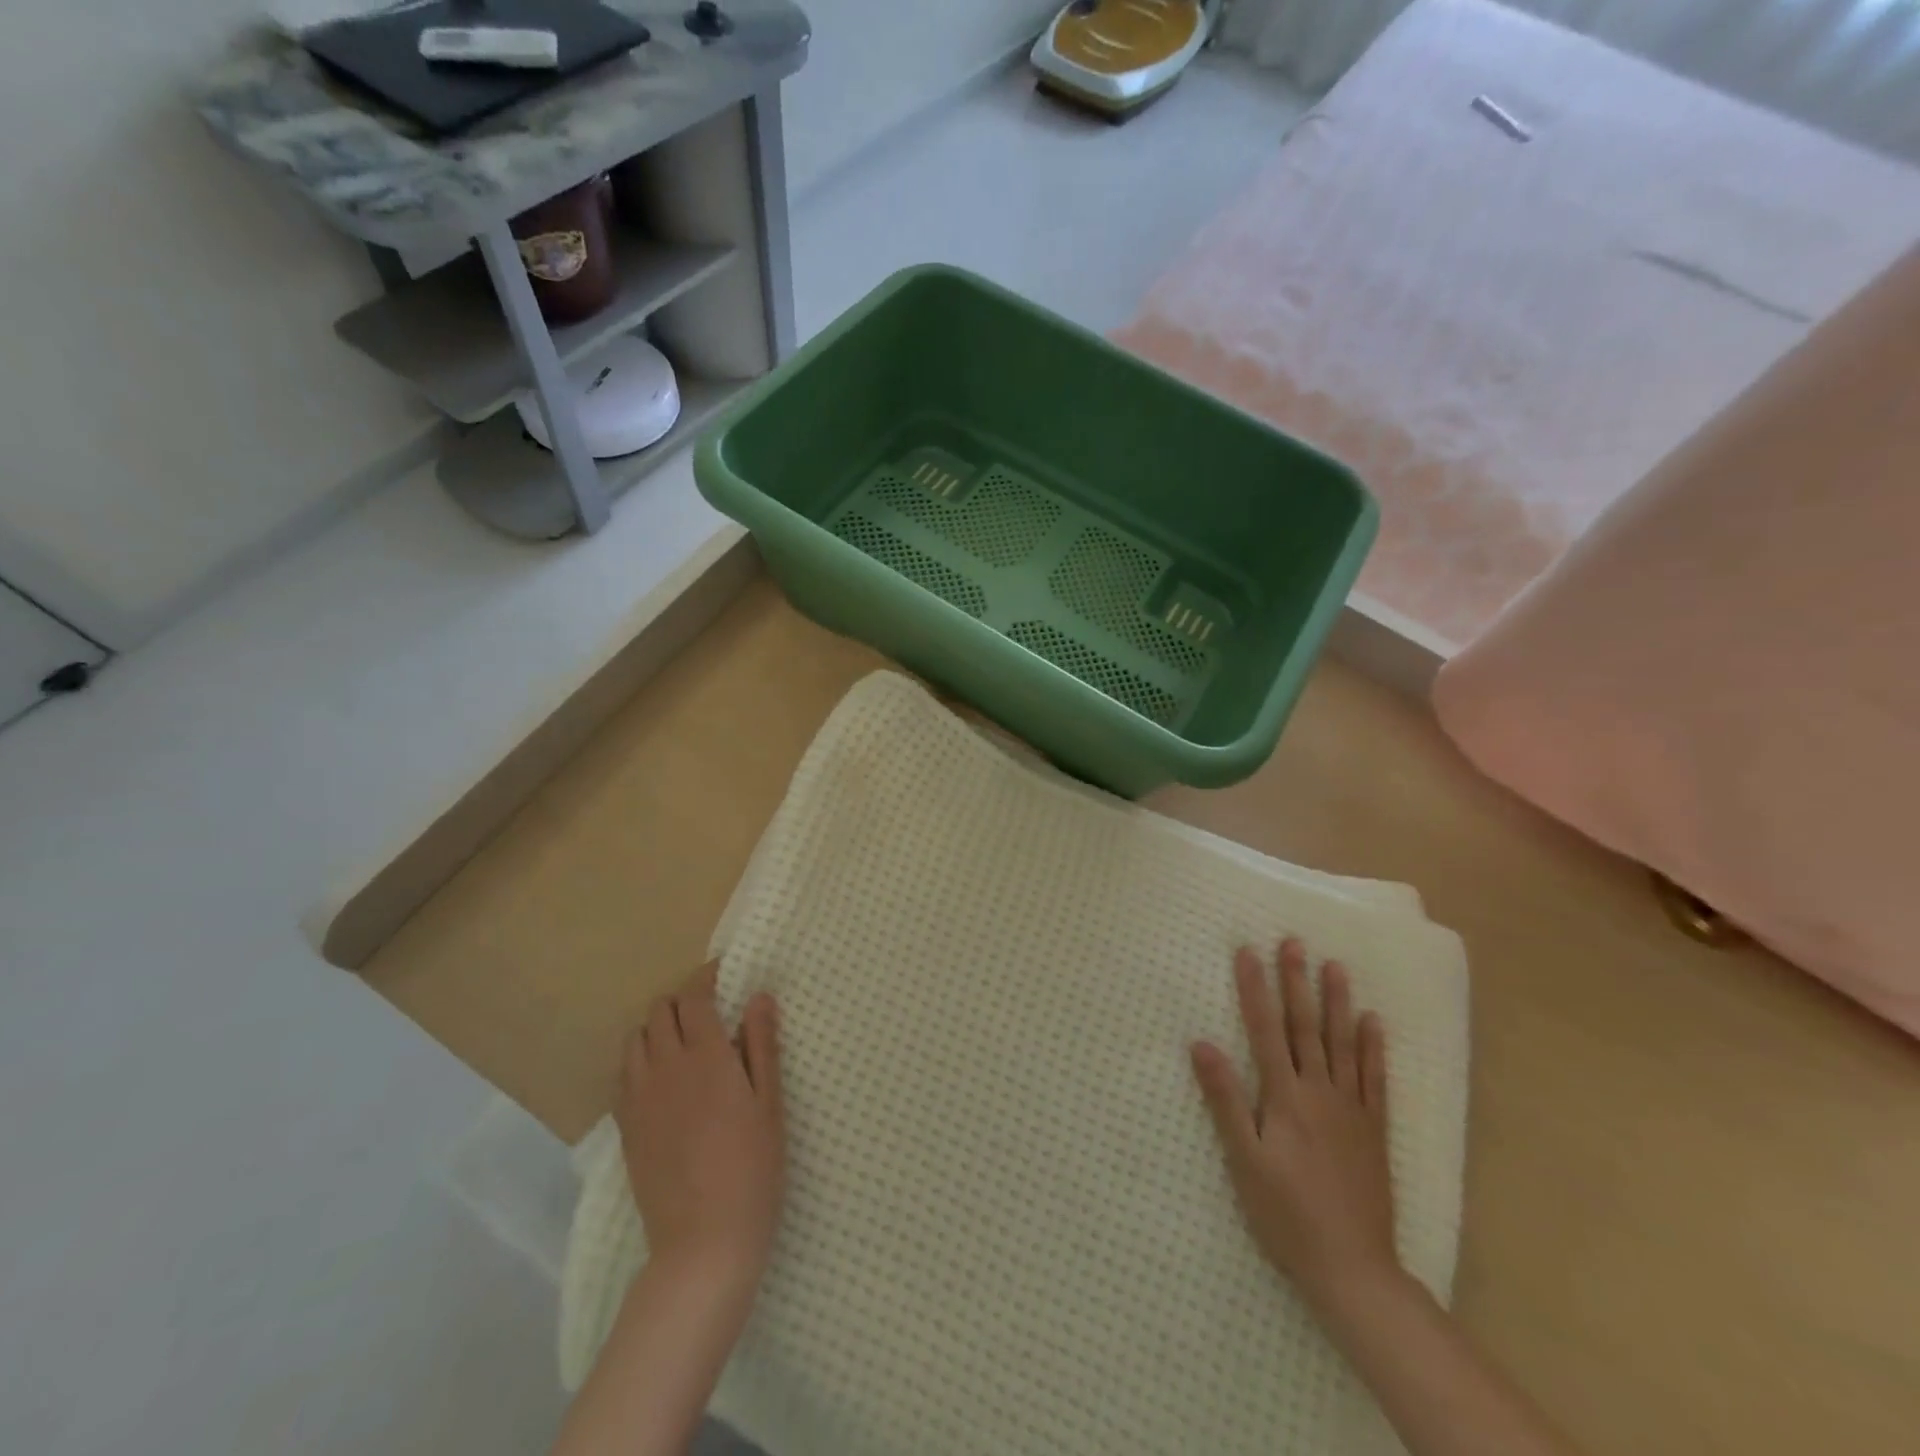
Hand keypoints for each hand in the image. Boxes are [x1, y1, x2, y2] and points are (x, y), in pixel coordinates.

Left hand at [614, 962, 785, 1285]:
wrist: (704, 1241)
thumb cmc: (753, 1168)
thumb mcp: (770, 1103)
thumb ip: (761, 1045)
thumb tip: (758, 997)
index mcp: (707, 1057)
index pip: (695, 997)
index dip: (706, 977)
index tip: (722, 972)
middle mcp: (666, 1068)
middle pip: (660, 1011)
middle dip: (682, 1000)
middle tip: (709, 1012)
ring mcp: (639, 1099)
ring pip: (635, 1039)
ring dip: (657, 1028)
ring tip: (683, 1043)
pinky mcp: (625, 1127)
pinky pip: (623, 1075)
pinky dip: (640, 1061)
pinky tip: (662, 1079)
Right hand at [1190, 938, 1398, 1319]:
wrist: (1354, 1269)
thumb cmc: (1286, 1214)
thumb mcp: (1244, 1160)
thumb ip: (1225, 1100)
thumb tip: (1202, 1044)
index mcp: (1285, 1098)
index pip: (1265, 1030)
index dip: (1255, 989)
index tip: (1248, 952)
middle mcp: (1320, 1093)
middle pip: (1306, 1027)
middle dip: (1297, 982)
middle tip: (1295, 942)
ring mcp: (1352, 1110)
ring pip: (1343, 1044)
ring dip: (1338, 1003)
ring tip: (1336, 967)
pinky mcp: (1374, 1131)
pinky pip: (1375, 1079)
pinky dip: (1374, 1048)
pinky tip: (1373, 1022)